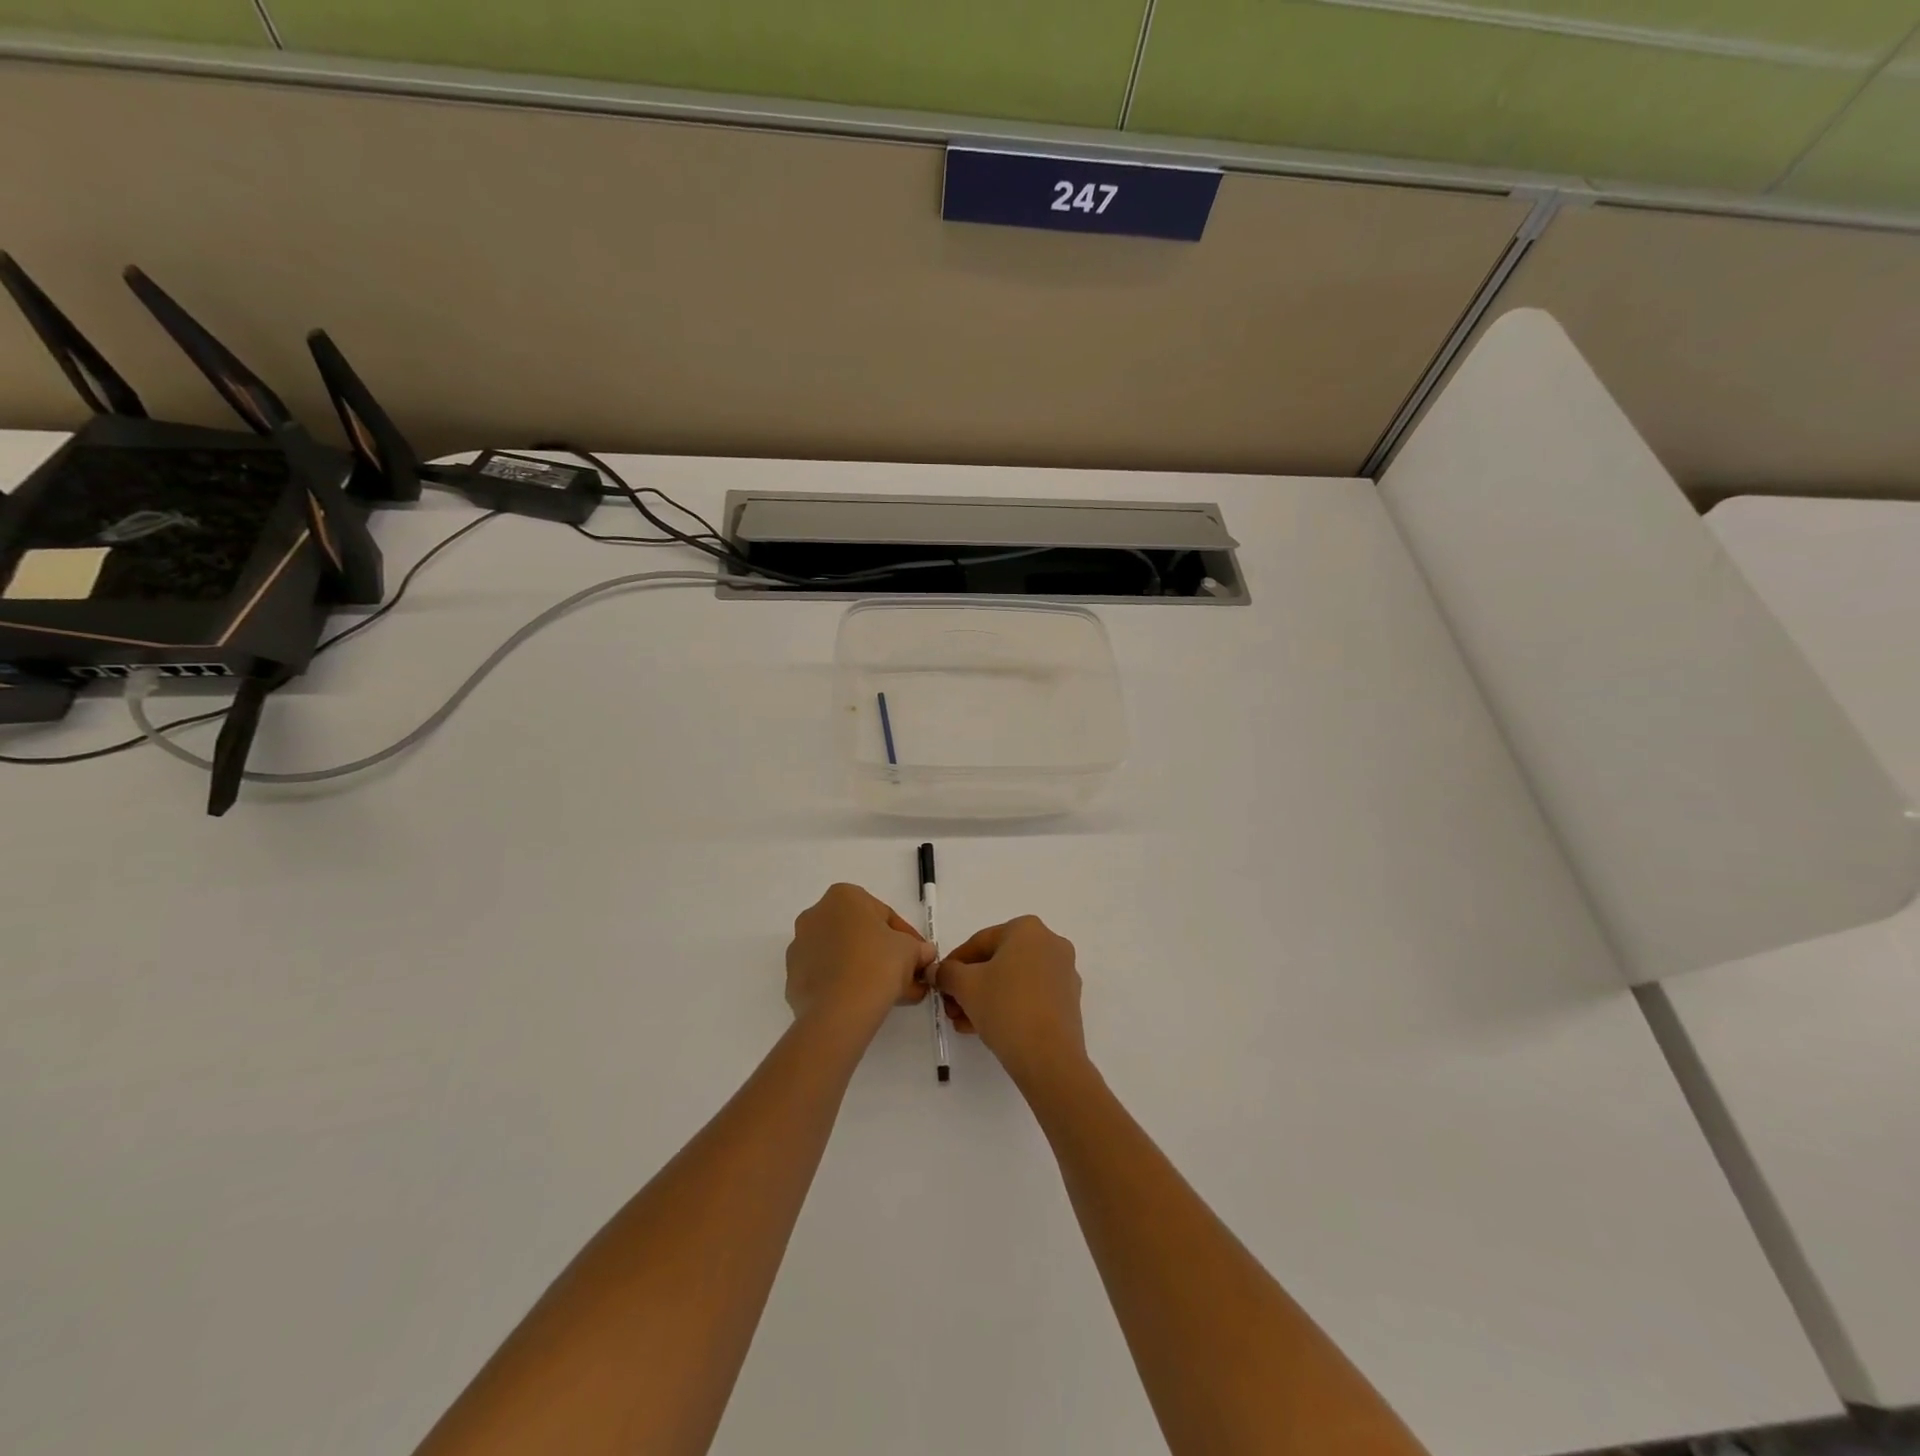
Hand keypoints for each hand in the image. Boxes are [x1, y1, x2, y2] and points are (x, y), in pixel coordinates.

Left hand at [786, 884, 934, 1035]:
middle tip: (907, 977)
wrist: (839, 1010)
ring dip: (867, 969)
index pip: (884, 915)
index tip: (919, 958)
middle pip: (861, 934)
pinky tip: (867, 1002)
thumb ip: (918, 948)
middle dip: (886, 954)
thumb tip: (924, 954)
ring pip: (844, 955)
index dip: (908, 938)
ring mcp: (800, 946)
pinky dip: (846, 984)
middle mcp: (816, 914)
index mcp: (844, 896)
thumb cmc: (878, 964)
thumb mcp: (911, 951)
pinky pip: (828, 976)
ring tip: (892, 995)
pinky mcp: (793, 976)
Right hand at [935, 916, 1085, 1087]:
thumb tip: (938, 971)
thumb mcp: (965, 986)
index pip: (979, 942)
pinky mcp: (1068, 1000)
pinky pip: (1030, 996)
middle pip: (997, 962)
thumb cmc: (1005, 1007)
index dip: (954, 964)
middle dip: (969, 985)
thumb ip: (947, 973)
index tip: (939, 982)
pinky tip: (985, 1028)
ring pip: (1013, 981)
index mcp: (1027, 929)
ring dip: (984, 998)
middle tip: (951, 1007)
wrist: (1049, 1057)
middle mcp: (1050, 943)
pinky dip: (1007, 1006)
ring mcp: (1063, 972)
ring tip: (964, 1022)